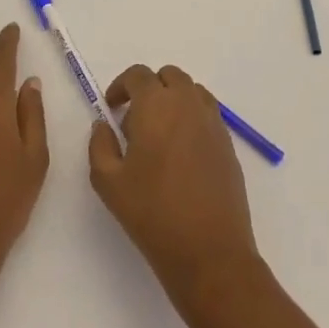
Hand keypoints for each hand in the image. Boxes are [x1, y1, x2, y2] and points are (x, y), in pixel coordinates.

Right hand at [89, 65, 260, 303]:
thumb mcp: (108, 182)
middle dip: (149, 89)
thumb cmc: (153, 214)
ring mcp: (213, 122)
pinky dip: (192, 119)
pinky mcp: (228, 143)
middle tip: (135, 121)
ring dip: (173, 101)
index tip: (111, 108)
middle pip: (168, 77)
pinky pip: (207, 114)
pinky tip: (181, 154)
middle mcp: (187, 103)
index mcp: (156, 105)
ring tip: (160, 136)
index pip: (138, 75)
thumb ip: (99, 145)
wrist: (209, 252)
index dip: (121, 86)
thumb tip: (103, 125)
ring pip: (191, 91)